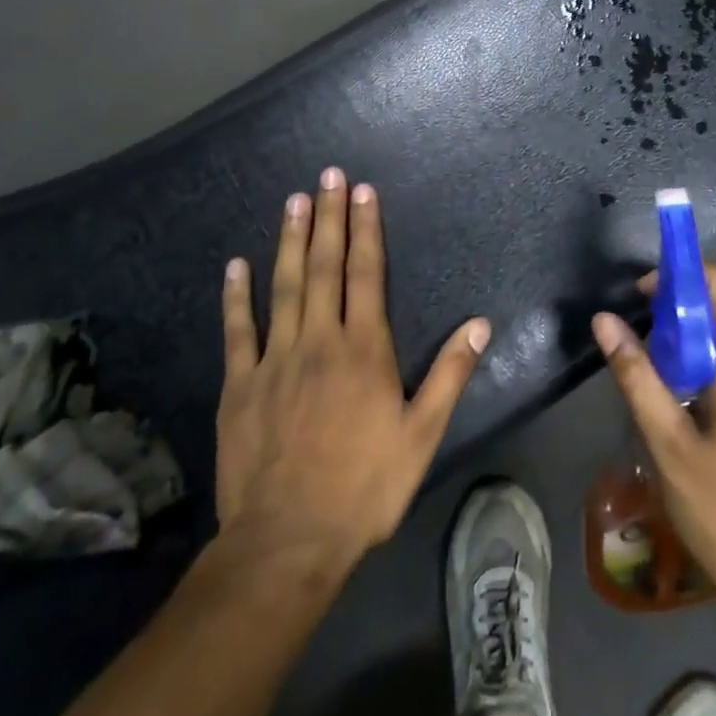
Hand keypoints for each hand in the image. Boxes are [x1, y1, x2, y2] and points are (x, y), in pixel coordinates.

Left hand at [216, 168, 490, 568]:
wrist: (288, 539)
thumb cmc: (364, 487)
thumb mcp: (422, 435)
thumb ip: (449, 374)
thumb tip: (480, 324)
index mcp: (364, 349)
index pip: (367, 274)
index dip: (366, 229)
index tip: (363, 192)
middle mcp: (319, 341)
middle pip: (324, 266)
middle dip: (328, 218)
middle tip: (328, 176)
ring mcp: (275, 359)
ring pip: (283, 287)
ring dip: (288, 240)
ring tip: (293, 201)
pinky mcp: (239, 384)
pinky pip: (237, 331)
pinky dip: (236, 296)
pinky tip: (236, 264)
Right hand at [592, 266, 715, 640]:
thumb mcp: (668, 446)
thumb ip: (636, 376)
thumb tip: (604, 320)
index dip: (682, 274)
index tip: (643, 296)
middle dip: (679, 317)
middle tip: (640, 350)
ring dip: (693, 348)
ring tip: (658, 388)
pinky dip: (712, 370)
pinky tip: (688, 413)